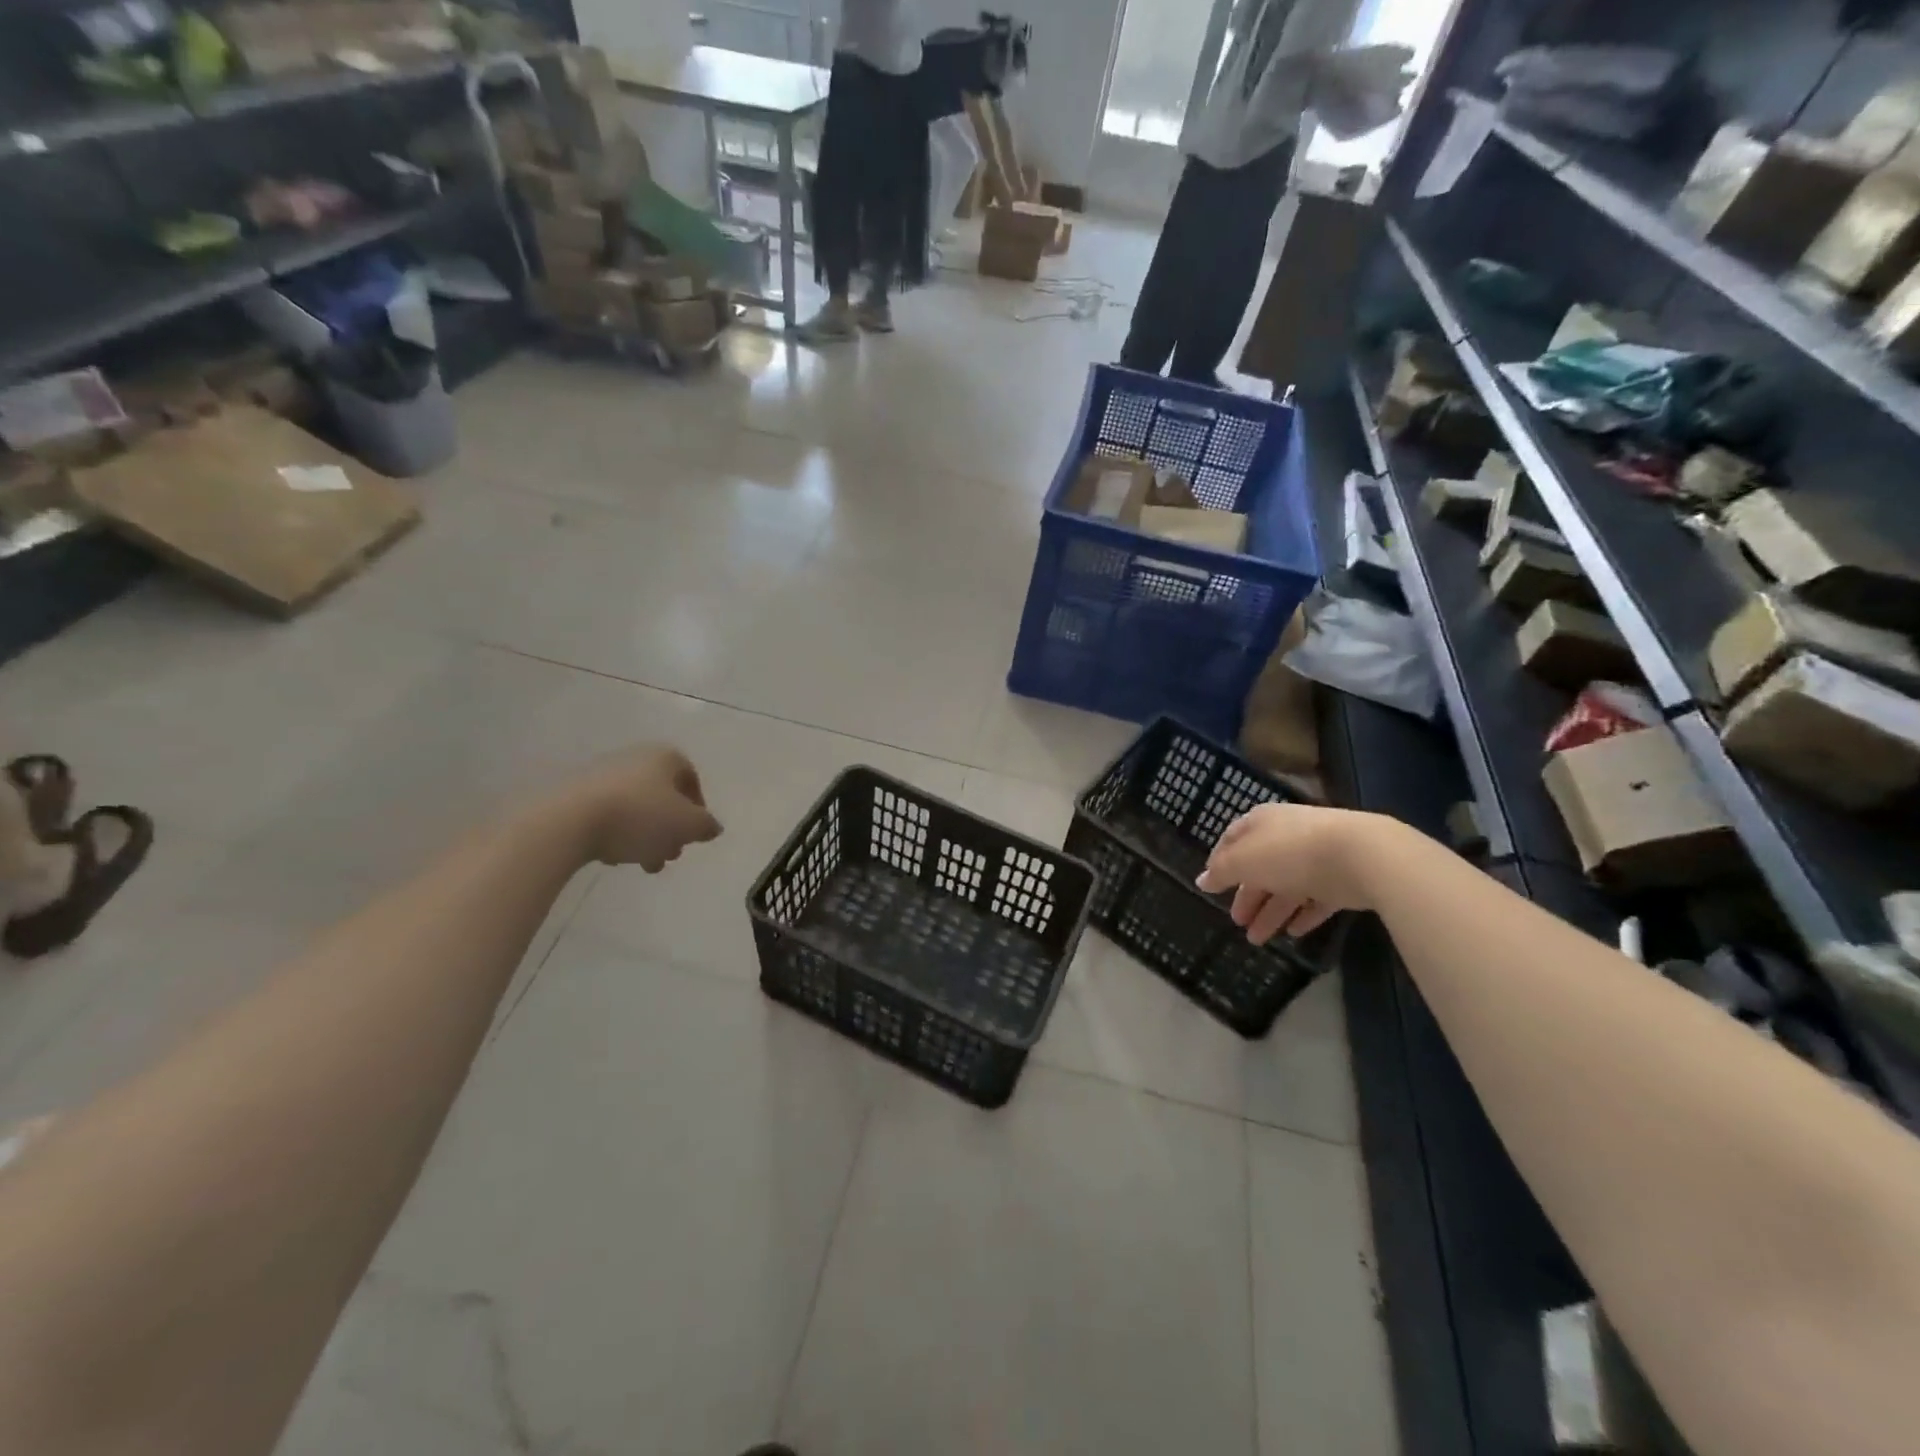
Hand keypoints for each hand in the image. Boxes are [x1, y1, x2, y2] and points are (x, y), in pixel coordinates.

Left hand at [558, 746, 722, 871]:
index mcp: (665, 757)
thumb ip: (706, 826)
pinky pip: (608, 813)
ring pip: (636, 808)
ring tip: (644, 863)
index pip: (691, 778)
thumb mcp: (687, 825)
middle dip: (670, 829)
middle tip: (670, 855)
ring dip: (646, 836)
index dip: (698, 808)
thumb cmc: (639, 816)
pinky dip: (617, 833)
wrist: (569, 820)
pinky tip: (614, 855)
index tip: (693, 835)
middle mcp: (635, 758)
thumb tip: (712, 827)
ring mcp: (603, 774)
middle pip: (663, 796)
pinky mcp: (576, 794)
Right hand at [1195, 802, 1392, 944]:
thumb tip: (1201, 880)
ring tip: (1257, 940)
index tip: (1211, 885)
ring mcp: (1316, 857)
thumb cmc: (1288, 852)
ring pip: (1287, 887)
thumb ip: (1221, 872)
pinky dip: (1302, 915)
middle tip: (1237, 922)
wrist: (1359, 856)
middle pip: (1260, 867)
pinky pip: (1316, 899)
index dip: (1219, 861)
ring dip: (1270, 912)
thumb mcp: (1243, 861)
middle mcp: (1286, 836)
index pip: (1232, 839)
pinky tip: (1293, 933)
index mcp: (1261, 823)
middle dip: (1247, 896)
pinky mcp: (1341, 879)